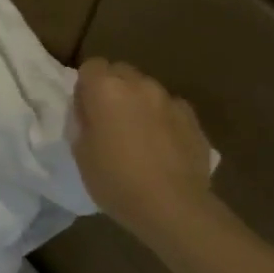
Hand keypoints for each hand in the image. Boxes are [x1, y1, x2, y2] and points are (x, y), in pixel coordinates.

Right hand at [72, 58, 215, 247]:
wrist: (172, 206)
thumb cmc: (115, 179)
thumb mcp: (80, 151)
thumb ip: (83, 121)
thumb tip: (89, 111)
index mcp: (106, 90)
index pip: (92, 66)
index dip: (86, 85)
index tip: (85, 108)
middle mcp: (139, 86)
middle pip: (121, 71)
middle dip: (113, 87)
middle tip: (108, 118)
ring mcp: (170, 100)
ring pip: (147, 89)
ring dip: (138, 102)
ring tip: (137, 133)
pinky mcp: (193, 119)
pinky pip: (170, 108)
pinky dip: (162, 118)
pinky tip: (161, 145)